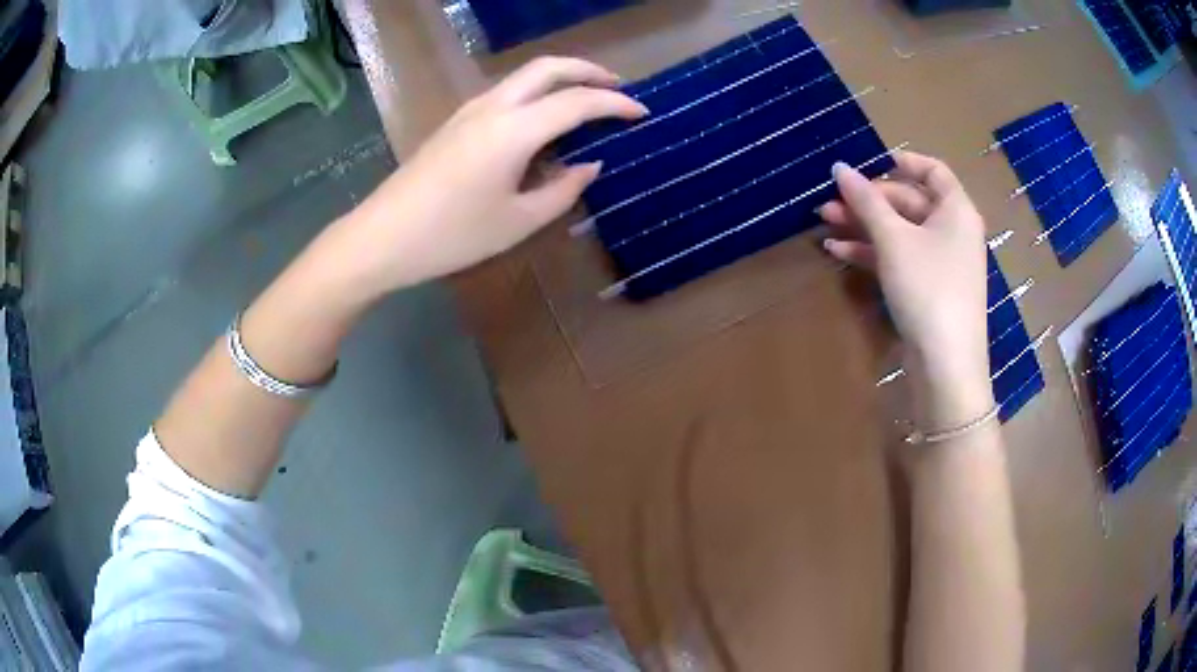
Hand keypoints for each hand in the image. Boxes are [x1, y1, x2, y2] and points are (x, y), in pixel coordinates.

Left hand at [335, 57, 647, 294]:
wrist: (381, 237)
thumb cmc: (451, 236)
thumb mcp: (517, 221)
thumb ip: (561, 190)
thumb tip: (588, 166)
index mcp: (513, 129)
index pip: (577, 102)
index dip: (615, 104)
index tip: (642, 113)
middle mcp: (493, 107)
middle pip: (548, 67)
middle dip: (589, 70)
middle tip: (618, 87)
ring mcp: (469, 111)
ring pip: (524, 76)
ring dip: (561, 78)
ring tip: (586, 99)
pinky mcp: (455, 122)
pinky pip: (506, 93)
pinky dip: (536, 94)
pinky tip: (543, 121)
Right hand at [819, 151, 991, 425]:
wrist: (945, 366)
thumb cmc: (928, 289)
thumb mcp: (894, 240)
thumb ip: (866, 201)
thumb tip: (840, 167)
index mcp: (956, 210)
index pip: (932, 170)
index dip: (900, 161)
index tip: (865, 163)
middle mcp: (953, 231)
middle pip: (909, 202)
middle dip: (868, 200)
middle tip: (830, 202)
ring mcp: (941, 262)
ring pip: (900, 232)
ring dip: (864, 226)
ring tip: (825, 223)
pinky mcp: (929, 288)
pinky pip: (900, 258)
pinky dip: (873, 252)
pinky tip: (839, 252)